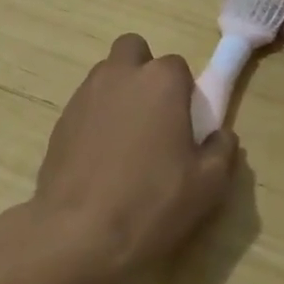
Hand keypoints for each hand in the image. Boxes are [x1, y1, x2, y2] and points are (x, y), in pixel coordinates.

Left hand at [30, 34, 238, 283]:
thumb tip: (221, 136)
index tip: (185, 125)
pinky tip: (101, 157)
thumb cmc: (151, 202)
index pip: (178, 66)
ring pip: (107, 74)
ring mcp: (85, 93)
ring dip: (119, 92)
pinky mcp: (61, 118)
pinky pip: (86, 103)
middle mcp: (120, 74)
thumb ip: (221, 150)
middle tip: (153, 115)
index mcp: (160, 81)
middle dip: (144, 72)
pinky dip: (96, 117)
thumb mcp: (208, 185)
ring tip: (127, 140)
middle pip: (134, 51)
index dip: (183, 93)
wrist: (78, 231)